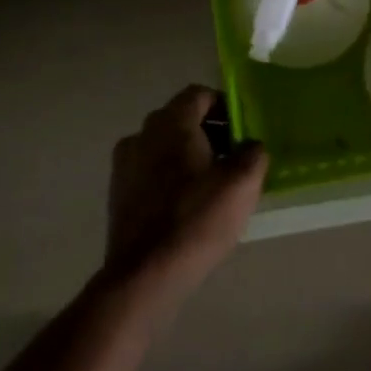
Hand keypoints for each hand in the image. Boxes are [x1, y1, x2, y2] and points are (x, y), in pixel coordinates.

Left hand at [104, 86, 267, 297]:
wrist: (145, 276)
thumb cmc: (197, 219)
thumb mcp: (243, 183)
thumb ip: (253, 153)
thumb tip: (250, 146)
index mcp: (171, 122)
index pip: (199, 95)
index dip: (225, 107)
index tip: (244, 131)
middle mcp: (142, 134)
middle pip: (181, 119)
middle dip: (209, 132)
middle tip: (234, 158)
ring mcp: (125, 164)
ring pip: (165, 146)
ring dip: (189, 156)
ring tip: (212, 185)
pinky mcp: (118, 194)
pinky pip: (151, 171)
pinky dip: (170, 177)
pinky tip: (188, 205)